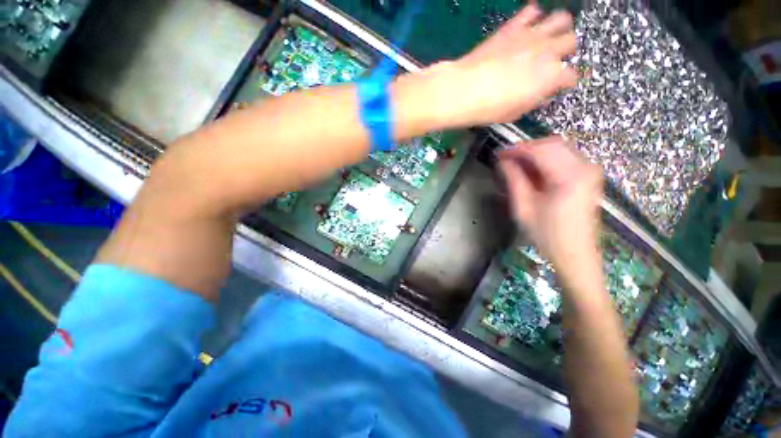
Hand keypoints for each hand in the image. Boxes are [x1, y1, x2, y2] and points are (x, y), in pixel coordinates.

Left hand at [424, 5, 577, 127]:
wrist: (464, 90)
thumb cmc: (489, 108)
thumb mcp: (514, 113)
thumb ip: (532, 101)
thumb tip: (540, 95)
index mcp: (550, 77)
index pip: (571, 76)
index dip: (566, 82)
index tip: (559, 86)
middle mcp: (548, 51)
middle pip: (571, 42)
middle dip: (566, 51)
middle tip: (553, 60)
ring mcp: (531, 35)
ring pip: (561, 19)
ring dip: (558, 28)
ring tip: (546, 39)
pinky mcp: (513, 26)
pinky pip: (531, 11)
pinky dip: (533, 16)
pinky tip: (527, 26)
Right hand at [498, 137, 602, 278]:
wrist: (575, 254)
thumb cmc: (547, 235)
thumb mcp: (523, 208)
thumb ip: (514, 180)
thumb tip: (503, 162)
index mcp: (569, 177)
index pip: (540, 150)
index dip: (517, 149)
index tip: (499, 153)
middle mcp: (585, 168)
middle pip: (553, 144)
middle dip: (527, 148)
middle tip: (506, 159)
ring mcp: (590, 171)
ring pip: (560, 148)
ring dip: (536, 153)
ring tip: (517, 165)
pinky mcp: (589, 176)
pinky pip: (566, 157)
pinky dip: (547, 159)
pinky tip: (533, 171)